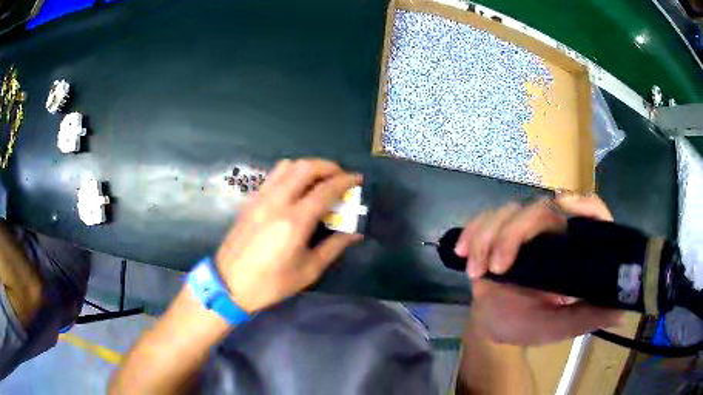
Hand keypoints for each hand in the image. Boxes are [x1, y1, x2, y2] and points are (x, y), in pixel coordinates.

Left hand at [215, 159, 362, 313]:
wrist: (229, 284)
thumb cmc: (271, 283)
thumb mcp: (308, 271)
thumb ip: (333, 247)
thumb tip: (354, 233)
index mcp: (294, 222)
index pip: (324, 190)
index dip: (344, 181)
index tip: (357, 179)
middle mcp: (277, 202)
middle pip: (305, 168)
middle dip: (328, 167)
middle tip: (340, 176)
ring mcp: (261, 198)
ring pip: (287, 166)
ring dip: (308, 167)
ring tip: (320, 179)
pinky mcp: (251, 200)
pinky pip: (273, 176)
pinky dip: (291, 173)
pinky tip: (297, 188)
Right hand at [455, 194, 623, 344]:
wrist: (493, 324)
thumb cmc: (527, 325)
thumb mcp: (557, 327)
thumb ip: (585, 318)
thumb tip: (621, 311)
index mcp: (573, 249)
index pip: (590, 214)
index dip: (583, 206)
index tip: (566, 210)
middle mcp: (552, 232)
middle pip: (539, 209)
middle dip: (512, 234)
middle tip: (496, 268)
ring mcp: (523, 230)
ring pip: (508, 210)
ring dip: (487, 236)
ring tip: (476, 272)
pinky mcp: (498, 232)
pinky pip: (484, 219)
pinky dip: (471, 232)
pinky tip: (462, 253)